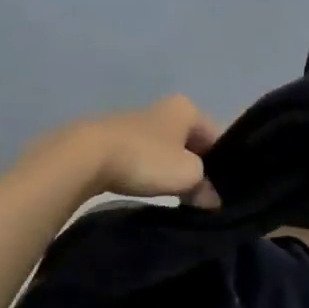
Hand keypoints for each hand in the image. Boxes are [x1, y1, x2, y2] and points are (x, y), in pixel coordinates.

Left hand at [42, 95, 223, 207]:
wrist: (84, 157)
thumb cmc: (146, 159)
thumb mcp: (187, 175)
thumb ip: (205, 186)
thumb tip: (211, 199)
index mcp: (187, 109)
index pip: (218, 137)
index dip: (224, 165)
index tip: (222, 191)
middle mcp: (163, 109)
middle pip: (191, 144)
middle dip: (197, 169)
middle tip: (200, 198)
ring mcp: (136, 122)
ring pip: (166, 151)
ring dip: (171, 172)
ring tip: (174, 198)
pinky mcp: (113, 139)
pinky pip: (143, 158)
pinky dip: (148, 172)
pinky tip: (146, 190)